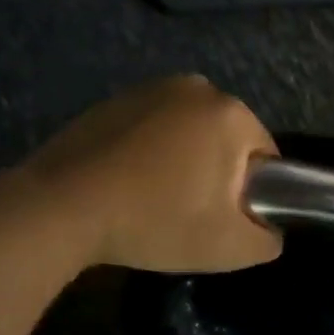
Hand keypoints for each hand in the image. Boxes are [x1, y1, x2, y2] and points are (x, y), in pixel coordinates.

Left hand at [26, 75, 283, 272]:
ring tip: (154, 199)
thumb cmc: (155, 220)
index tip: (224, 220)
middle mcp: (196, 87)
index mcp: (230, 112)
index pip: (264, 155)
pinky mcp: (116, 98)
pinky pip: (152, 127)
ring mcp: (151, 88)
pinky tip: (127, 181)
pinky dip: (149, 150)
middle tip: (190, 214)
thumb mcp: (228, 247)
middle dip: (216, 174)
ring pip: (188, 132)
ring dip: (182, 160)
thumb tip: (270, 229)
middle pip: (225, 139)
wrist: (64, 205)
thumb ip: (267, 238)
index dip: (252, 193)